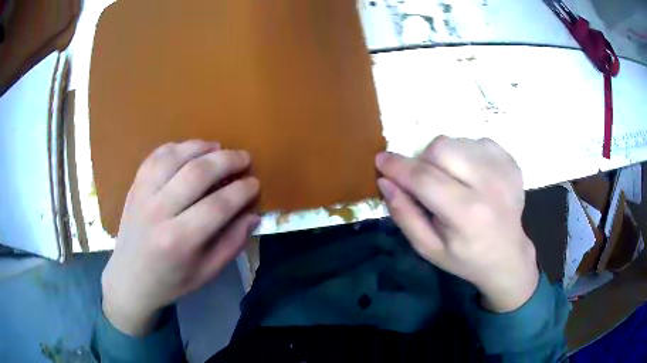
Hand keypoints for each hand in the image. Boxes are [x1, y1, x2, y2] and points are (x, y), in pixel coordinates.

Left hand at [101, 140, 259, 335]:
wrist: (130, 279)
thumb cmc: (171, 281)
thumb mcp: (207, 272)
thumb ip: (232, 243)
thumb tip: (252, 215)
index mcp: (180, 241)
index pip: (218, 206)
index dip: (242, 191)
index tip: (255, 183)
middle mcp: (159, 213)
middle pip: (197, 174)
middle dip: (227, 161)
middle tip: (244, 158)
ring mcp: (143, 195)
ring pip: (175, 157)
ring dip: (202, 147)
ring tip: (219, 148)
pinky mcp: (135, 186)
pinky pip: (156, 156)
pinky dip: (177, 147)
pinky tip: (191, 150)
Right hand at [375, 136, 538, 312]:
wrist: (508, 255)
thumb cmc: (465, 257)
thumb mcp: (428, 248)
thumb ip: (404, 215)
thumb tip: (385, 181)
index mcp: (467, 215)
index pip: (424, 179)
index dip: (398, 167)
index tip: (381, 160)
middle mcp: (489, 185)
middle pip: (441, 148)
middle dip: (423, 161)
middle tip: (426, 180)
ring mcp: (503, 169)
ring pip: (457, 141)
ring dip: (444, 157)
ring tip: (452, 181)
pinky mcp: (510, 160)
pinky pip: (475, 141)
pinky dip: (465, 154)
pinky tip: (471, 176)